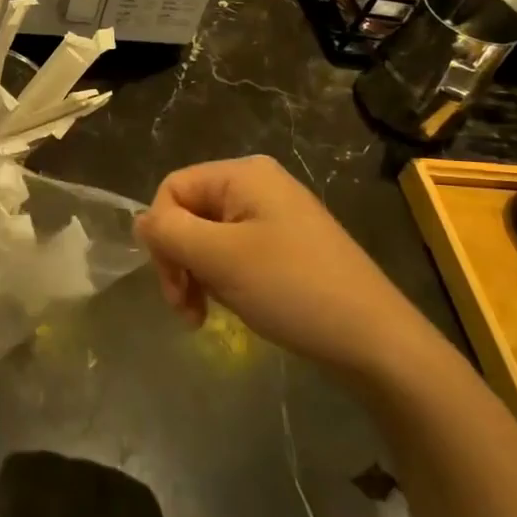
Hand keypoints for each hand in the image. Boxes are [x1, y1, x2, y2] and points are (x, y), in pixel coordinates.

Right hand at [135, 156, 432, 379]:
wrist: (377, 342)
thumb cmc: (293, 289)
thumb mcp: (219, 258)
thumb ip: (169, 232)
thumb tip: (139, 222)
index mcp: (243, 174)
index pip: (172, 189)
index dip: (161, 234)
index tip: (172, 283)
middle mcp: (258, 185)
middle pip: (189, 213)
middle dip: (178, 260)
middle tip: (184, 308)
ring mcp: (275, 216)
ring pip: (208, 238)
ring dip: (197, 275)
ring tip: (204, 315)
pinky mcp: (287, 247)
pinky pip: (234, 253)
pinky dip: (222, 280)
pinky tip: (231, 307)